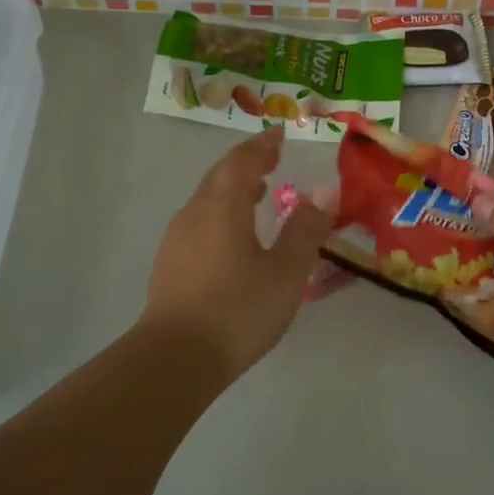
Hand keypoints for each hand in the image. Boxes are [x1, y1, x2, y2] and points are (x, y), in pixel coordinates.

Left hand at [139, 129, 333, 378]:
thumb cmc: (237, 310)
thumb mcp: (286, 271)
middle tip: (270, 158)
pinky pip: (200, 223)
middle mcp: (195, 214)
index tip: (278, 135)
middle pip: (220, 176)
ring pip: (207, 201)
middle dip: (246, 163)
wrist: (175, 359)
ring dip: (232, 190)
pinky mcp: (170, 265)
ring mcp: (177, 240)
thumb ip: (305, 229)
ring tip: (257, 194)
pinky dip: (221, 214)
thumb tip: (323, 192)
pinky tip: (234, 237)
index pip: (242, 161)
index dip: (262, 146)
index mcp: (222, 206)